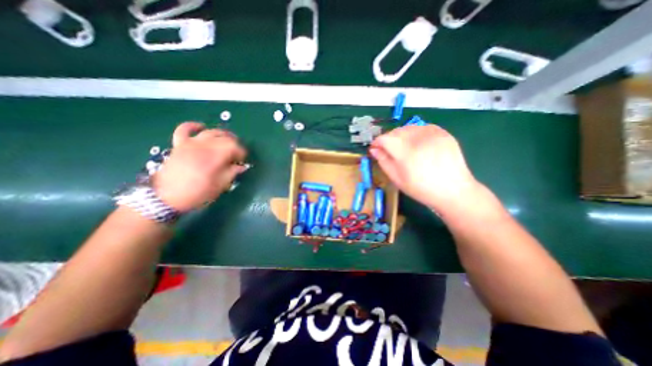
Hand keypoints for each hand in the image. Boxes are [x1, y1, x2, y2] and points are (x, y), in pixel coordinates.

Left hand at [152, 123, 248, 212]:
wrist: (166, 198)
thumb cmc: (197, 193)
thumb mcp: (220, 186)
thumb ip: (232, 173)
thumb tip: (242, 167)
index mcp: (214, 157)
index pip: (234, 146)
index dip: (241, 152)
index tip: (242, 161)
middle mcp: (203, 146)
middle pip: (224, 138)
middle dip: (235, 144)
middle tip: (237, 154)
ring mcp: (190, 144)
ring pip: (210, 132)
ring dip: (222, 135)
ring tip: (227, 142)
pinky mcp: (179, 145)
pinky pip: (185, 129)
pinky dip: (193, 126)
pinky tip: (201, 127)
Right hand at [369, 124, 479, 210]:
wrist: (453, 190)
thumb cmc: (421, 189)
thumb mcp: (397, 179)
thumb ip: (383, 162)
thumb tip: (374, 150)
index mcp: (405, 152)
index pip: (384, 139)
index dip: (377, 142)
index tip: (375, 148)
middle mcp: (418, 139)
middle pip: (396, 131)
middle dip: (388, 139)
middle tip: (388, 150)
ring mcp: (432, 134)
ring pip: (408, 127)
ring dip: (401, 135)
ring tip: (403, 147)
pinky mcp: (443, 133)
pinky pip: (422, 127)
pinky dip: (415, 133)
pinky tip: (417, 144)